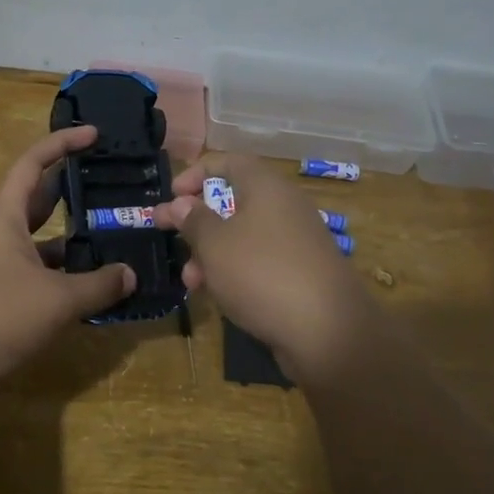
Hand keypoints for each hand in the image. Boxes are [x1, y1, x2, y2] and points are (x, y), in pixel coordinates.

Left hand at [0, 126, 135, 386]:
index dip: (63, 143)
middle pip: (35, 198)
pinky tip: (84, 284)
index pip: (33, 163)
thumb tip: (130, 275)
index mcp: (5, 216)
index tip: (94, 135)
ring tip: (106, 236)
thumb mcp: (57, 300)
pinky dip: (57, 270)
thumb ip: (98, 285)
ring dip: (67, 236)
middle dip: (69, 188)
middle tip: (106, 184)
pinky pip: (32, 268)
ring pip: (36, 238)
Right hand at [153, 154, 379, 385]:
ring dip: (211, 252)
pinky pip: (259, 261)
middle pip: (233, 201)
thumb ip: (194, 220)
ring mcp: (296, 241)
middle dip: (197, 220)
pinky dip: (235, 271)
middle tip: (166, 232)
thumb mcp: (215, 244)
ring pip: (243, 236)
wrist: (328, 332)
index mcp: (266, 187)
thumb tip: (182, 203)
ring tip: (190, 280)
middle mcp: (284, 207)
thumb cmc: (262, 274)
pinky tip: (217, 296)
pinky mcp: (301, 273)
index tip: (171, 196)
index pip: (228, 162)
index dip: (196, 173)